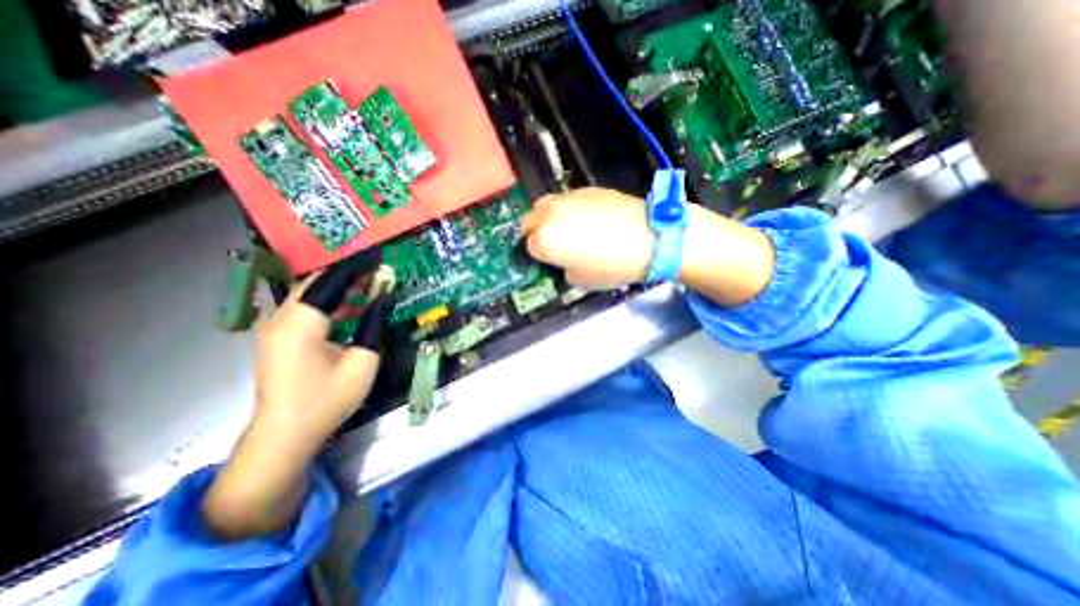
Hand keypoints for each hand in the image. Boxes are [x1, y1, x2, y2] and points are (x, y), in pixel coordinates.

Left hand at [202, 256, 382, 538]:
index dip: (357, 267)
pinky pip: (305, 308)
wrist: (285, 435)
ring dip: (339, 287)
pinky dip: (329, 302)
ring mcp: (274, 328)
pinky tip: (351, 307)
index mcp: (300, 324)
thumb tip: (382, 299)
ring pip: (309, 294)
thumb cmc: (327, 400)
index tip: (379, 256)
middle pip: (315, 283)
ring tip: (370, 285)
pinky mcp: (276, 337)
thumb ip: (373, 325)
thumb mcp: (363, 362)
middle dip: (348, 274)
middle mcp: (280, 319)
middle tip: (378, 271)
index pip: (330, 282)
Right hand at [518, 185, 771, 307]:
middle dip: (535, 232)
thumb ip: (562, 268)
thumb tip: (562, 259)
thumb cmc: (613, 266)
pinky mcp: (586, 189)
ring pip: (546, 206)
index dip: (538, 256)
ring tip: (567, 229)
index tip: (548, 260)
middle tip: (550, 244)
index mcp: (544, 240)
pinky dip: (568, 210)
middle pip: (529, 221)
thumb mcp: (581, 280)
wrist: (650, 237)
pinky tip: (587, 219)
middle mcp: (549, 214)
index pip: (528, 247)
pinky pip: (567, 200)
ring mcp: (567, 198)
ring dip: (549, 219)